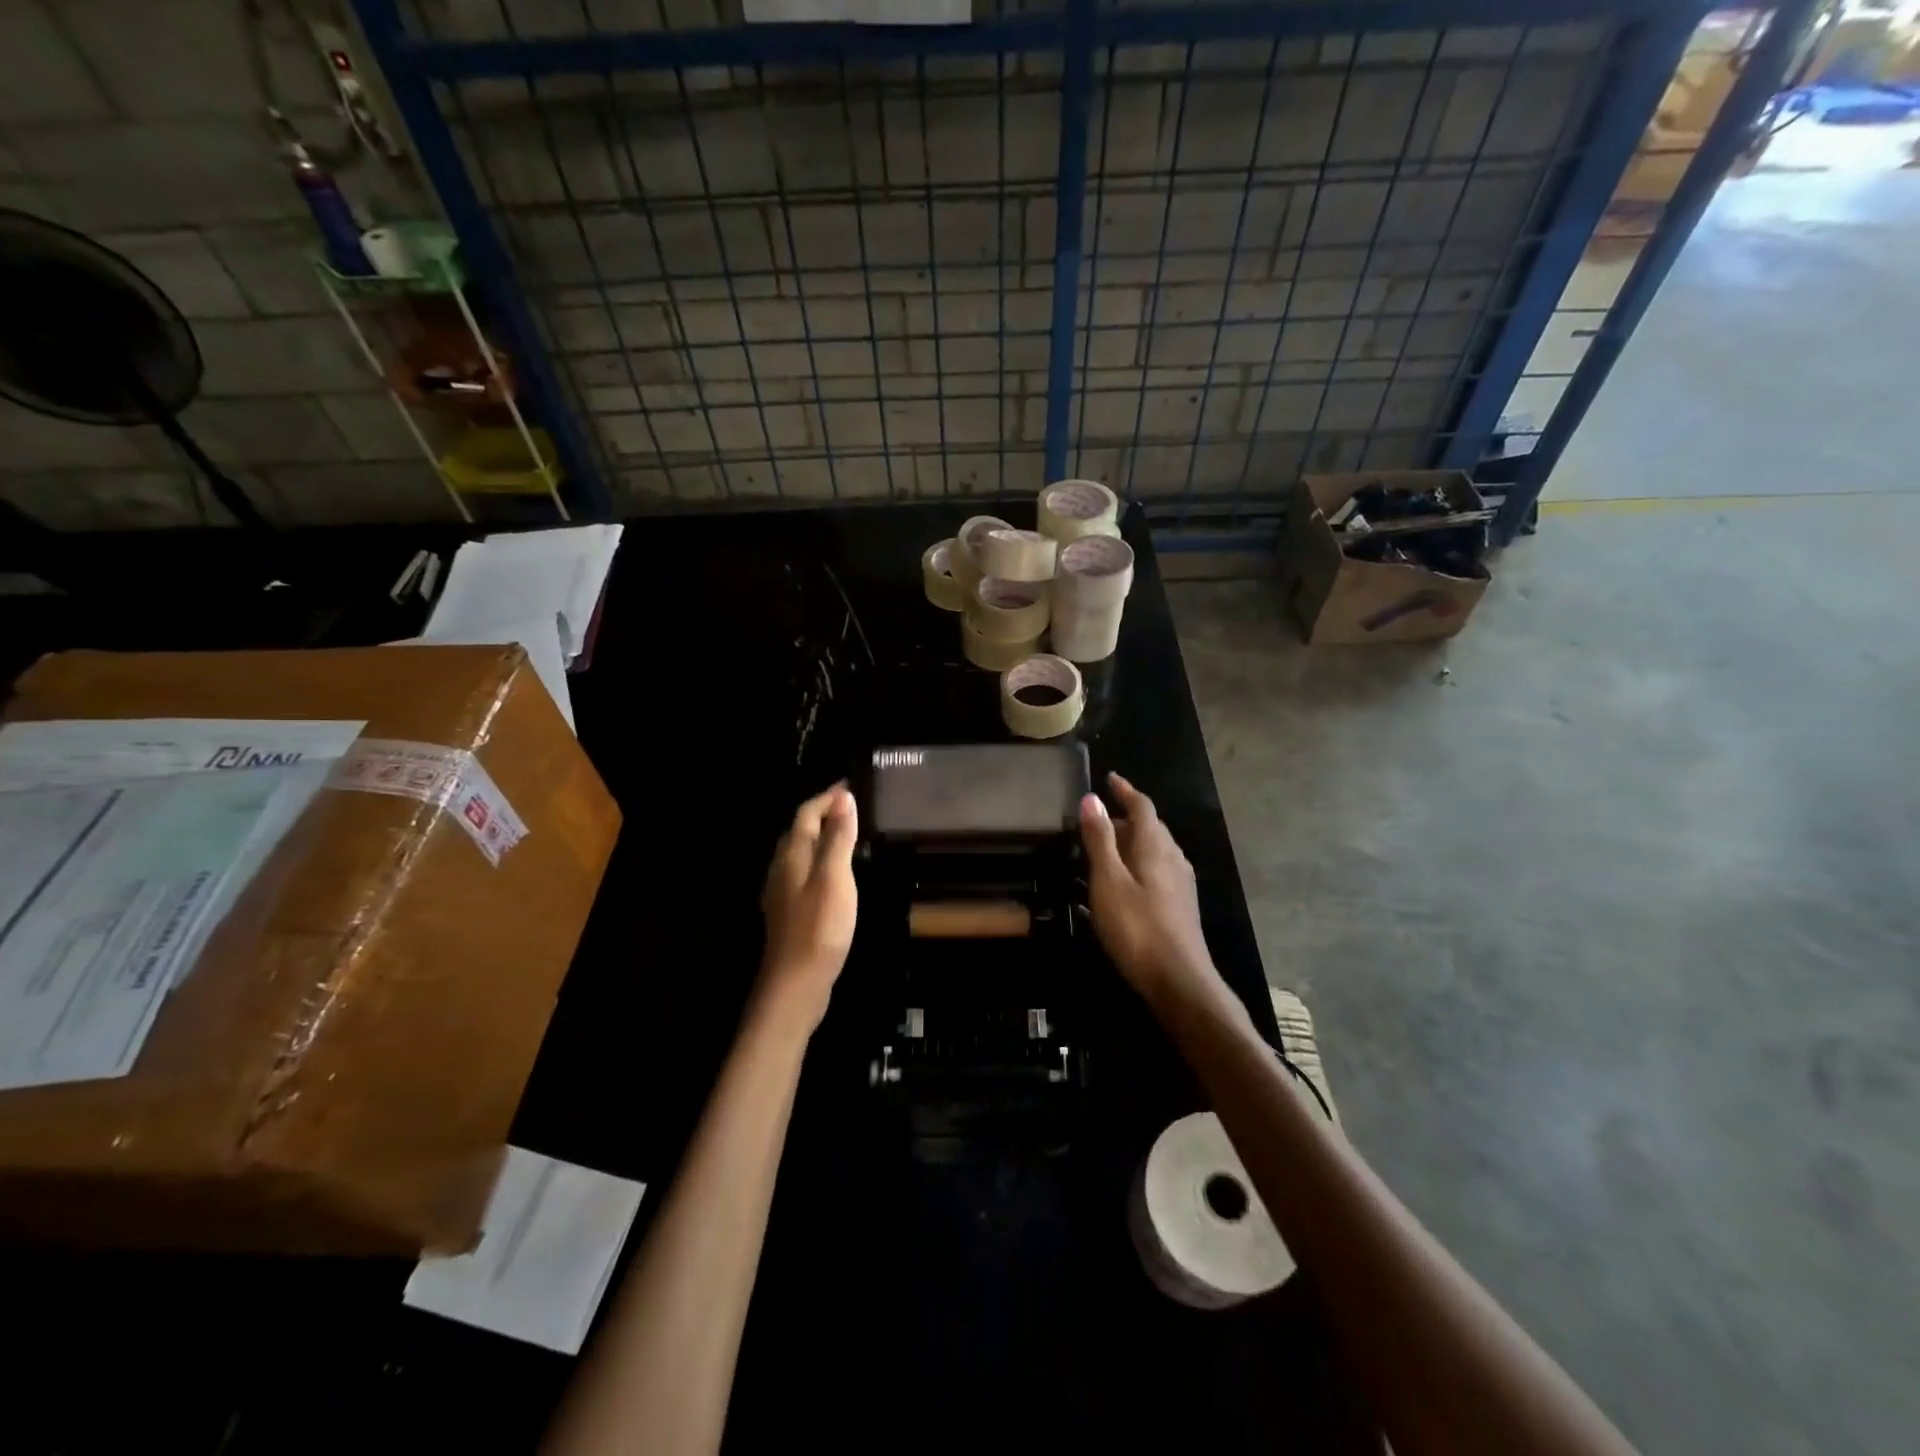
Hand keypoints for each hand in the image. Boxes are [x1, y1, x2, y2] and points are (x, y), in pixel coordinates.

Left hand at [758, 783, 858, 1029]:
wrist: (796, 984)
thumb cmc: (819, 926)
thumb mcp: (835, 877)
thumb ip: (838, 837)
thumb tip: (843, 797)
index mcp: (792, 855)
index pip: (806, 813)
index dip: (826, 797)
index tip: (850, 786)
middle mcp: (782, 868)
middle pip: (800, 831)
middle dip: (823, 813)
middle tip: (853, 807)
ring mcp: (783, 892)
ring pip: (801, 853)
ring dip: (822, 837)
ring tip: (849, 834)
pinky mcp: (790, 912)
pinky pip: (805, 873)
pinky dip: (821, 861)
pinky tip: (836, 874)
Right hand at [1079, 773, 1216, 1002]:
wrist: (1179, 980)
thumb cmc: (1137, 927)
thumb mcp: (1108, 881)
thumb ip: (1100, 839)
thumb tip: (1091, 797)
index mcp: (1155, 846)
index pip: (1142, 806)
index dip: (1125, 790)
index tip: (1110, 778)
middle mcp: (1173, 857)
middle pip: (1151, 826)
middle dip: (1127, 817)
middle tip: (1098, 819)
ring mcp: (1181, 882)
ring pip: (1156, 848)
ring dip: (1133, 841)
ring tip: (1107, 848)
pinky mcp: (1181, 904)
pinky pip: (1159, 868)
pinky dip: (1140, 862)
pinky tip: (1126, 881)